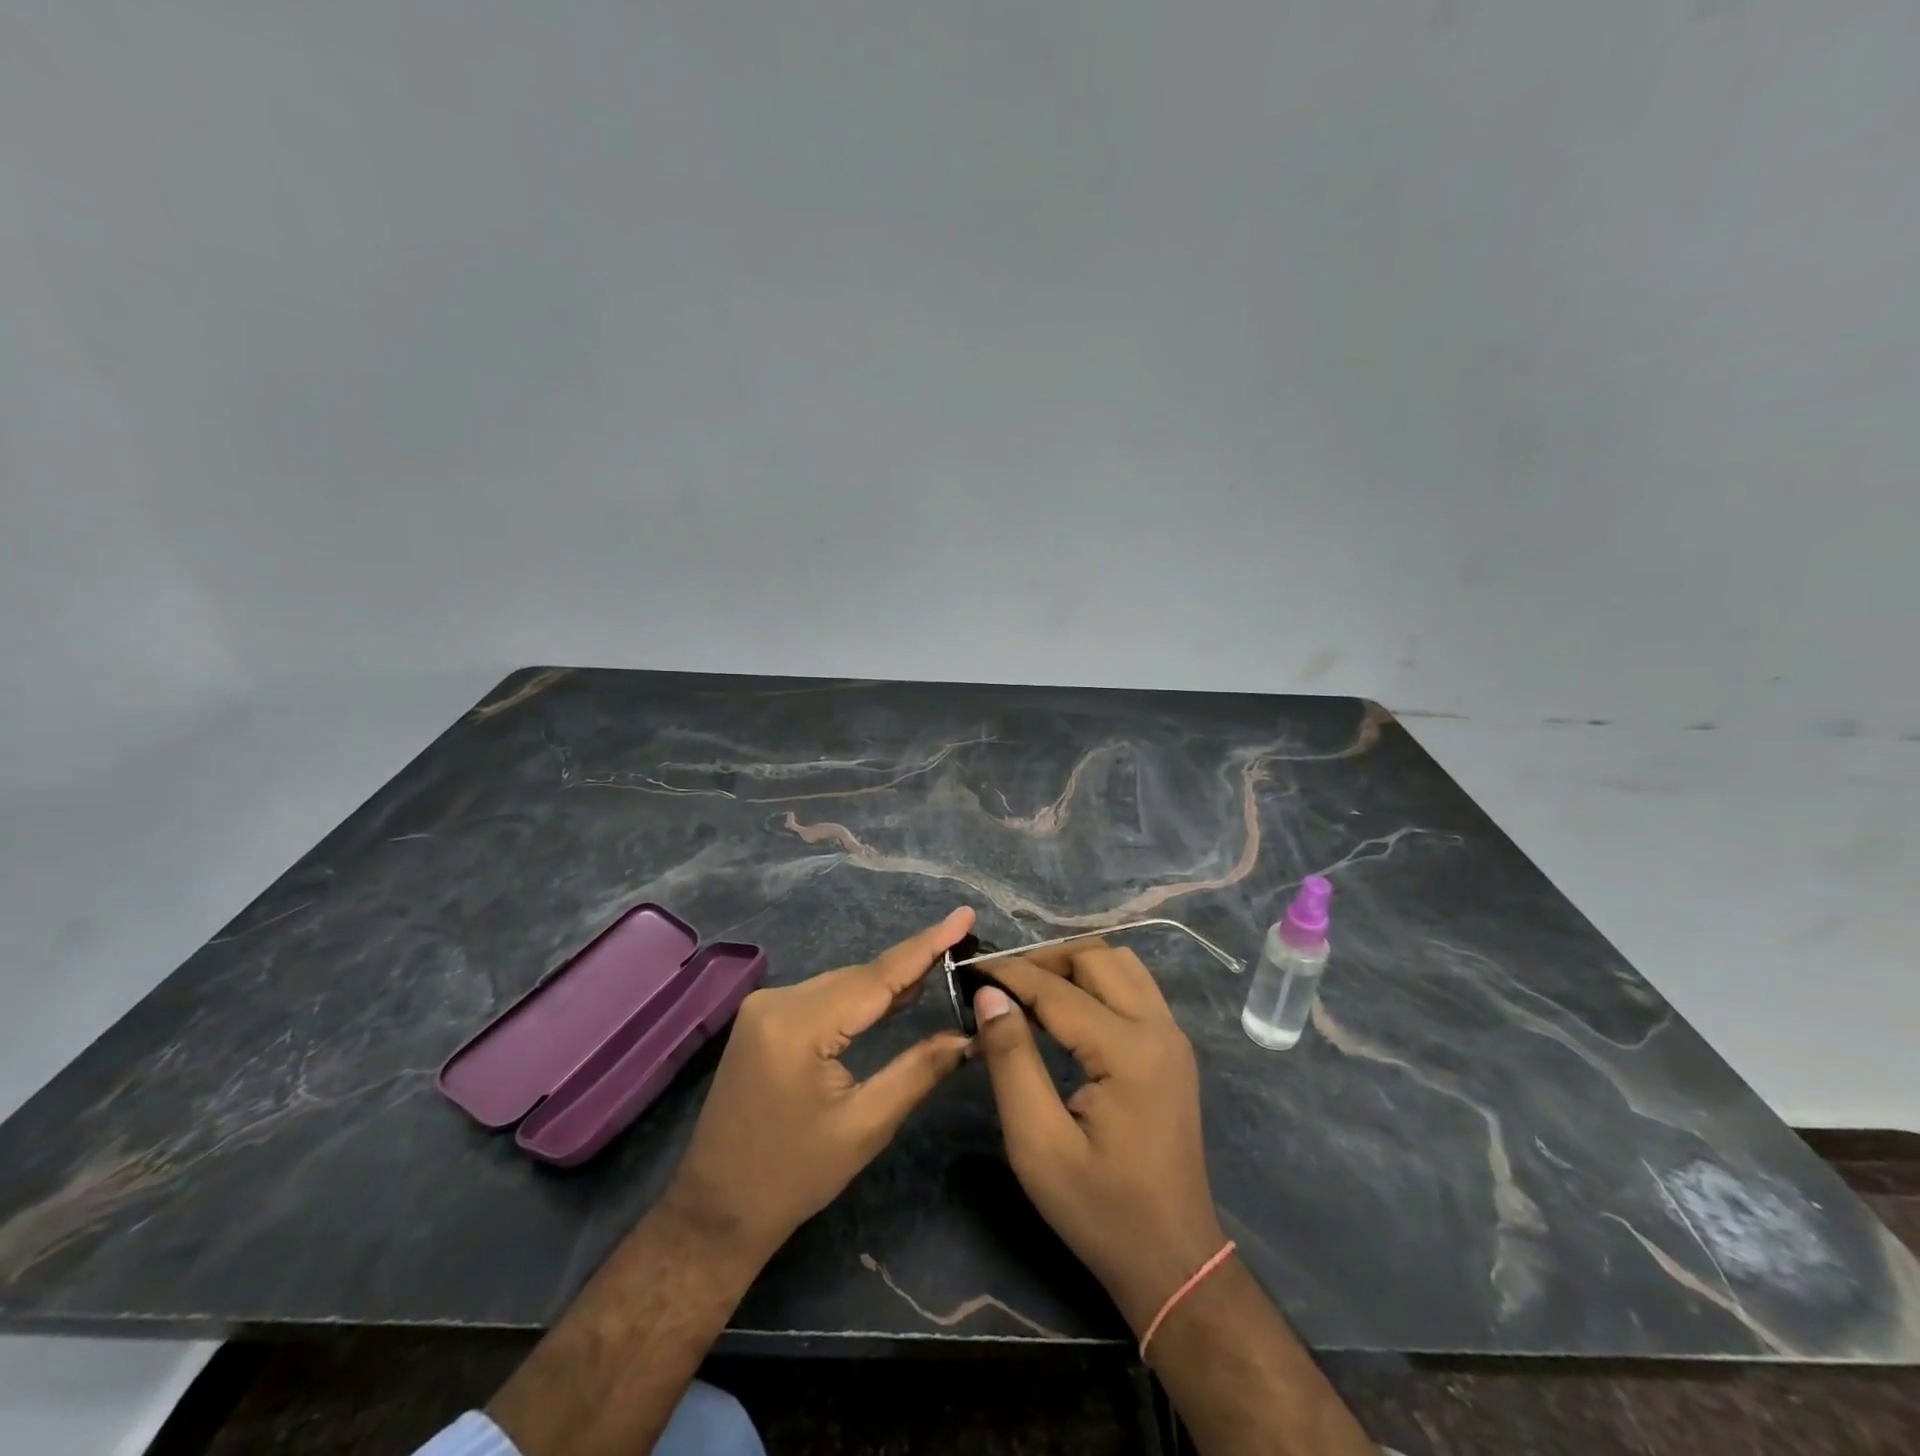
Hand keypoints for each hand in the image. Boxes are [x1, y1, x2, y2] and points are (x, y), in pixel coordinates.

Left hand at [661, 907, 975, 1259]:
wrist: (717, 1210)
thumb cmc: (795, 1176)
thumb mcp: (865, 1126)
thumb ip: (919, 1070)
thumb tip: (969, 1035)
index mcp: (799, 1026)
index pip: (877, 977)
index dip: (925, 945)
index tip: (964, 914)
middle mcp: (777, 1001)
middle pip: (859, 976)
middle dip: (912, 963)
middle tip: (963, 943)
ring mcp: (764, 1006)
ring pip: (841, 983)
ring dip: (887, 980)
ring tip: (940, 963)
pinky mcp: (763, 1018)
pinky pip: (823, 995)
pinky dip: (859, 995)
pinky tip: (893, 995)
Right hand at [971, 941, 1227, 1334]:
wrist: (1172, 1260)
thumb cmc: (1099, 1209)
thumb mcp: (1038, 1144)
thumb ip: (1011, 1061)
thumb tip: (989, 995)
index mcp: (1128, 1050)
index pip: (1057, 989)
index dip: (1009, 974)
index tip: (969, 969)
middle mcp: (1158, 1028)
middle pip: (1096, 957)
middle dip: (1043, 959)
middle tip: (999, 982)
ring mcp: (1172, 1034)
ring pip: (1119, 963)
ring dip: (1072, 964)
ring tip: (1029, 989)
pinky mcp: (1172, 1047)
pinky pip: (1132, 986)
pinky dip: (1095, 980)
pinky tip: (1065, 1007)